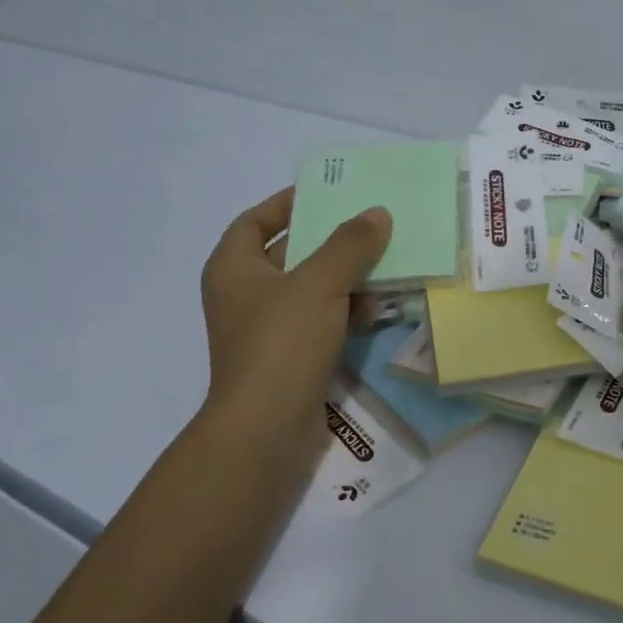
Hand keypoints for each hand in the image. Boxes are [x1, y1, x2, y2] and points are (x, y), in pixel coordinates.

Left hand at [195, 187, 391, 498]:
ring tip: (389, 262)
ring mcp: (268, 329)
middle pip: (290, 253)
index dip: (287, 203)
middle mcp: (246, 295)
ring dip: (348, 277)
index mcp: (234, 268)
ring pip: (312, 290)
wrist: (267, 429)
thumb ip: (350, 244)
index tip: (326, 193)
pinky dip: (348, 311)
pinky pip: (322, 321)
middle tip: (371, 225)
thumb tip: (377, 213)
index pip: (255, 220)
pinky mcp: (291, 357)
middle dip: (331, 241)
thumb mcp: (318, 284)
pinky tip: (382, 307)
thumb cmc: (281, 344)